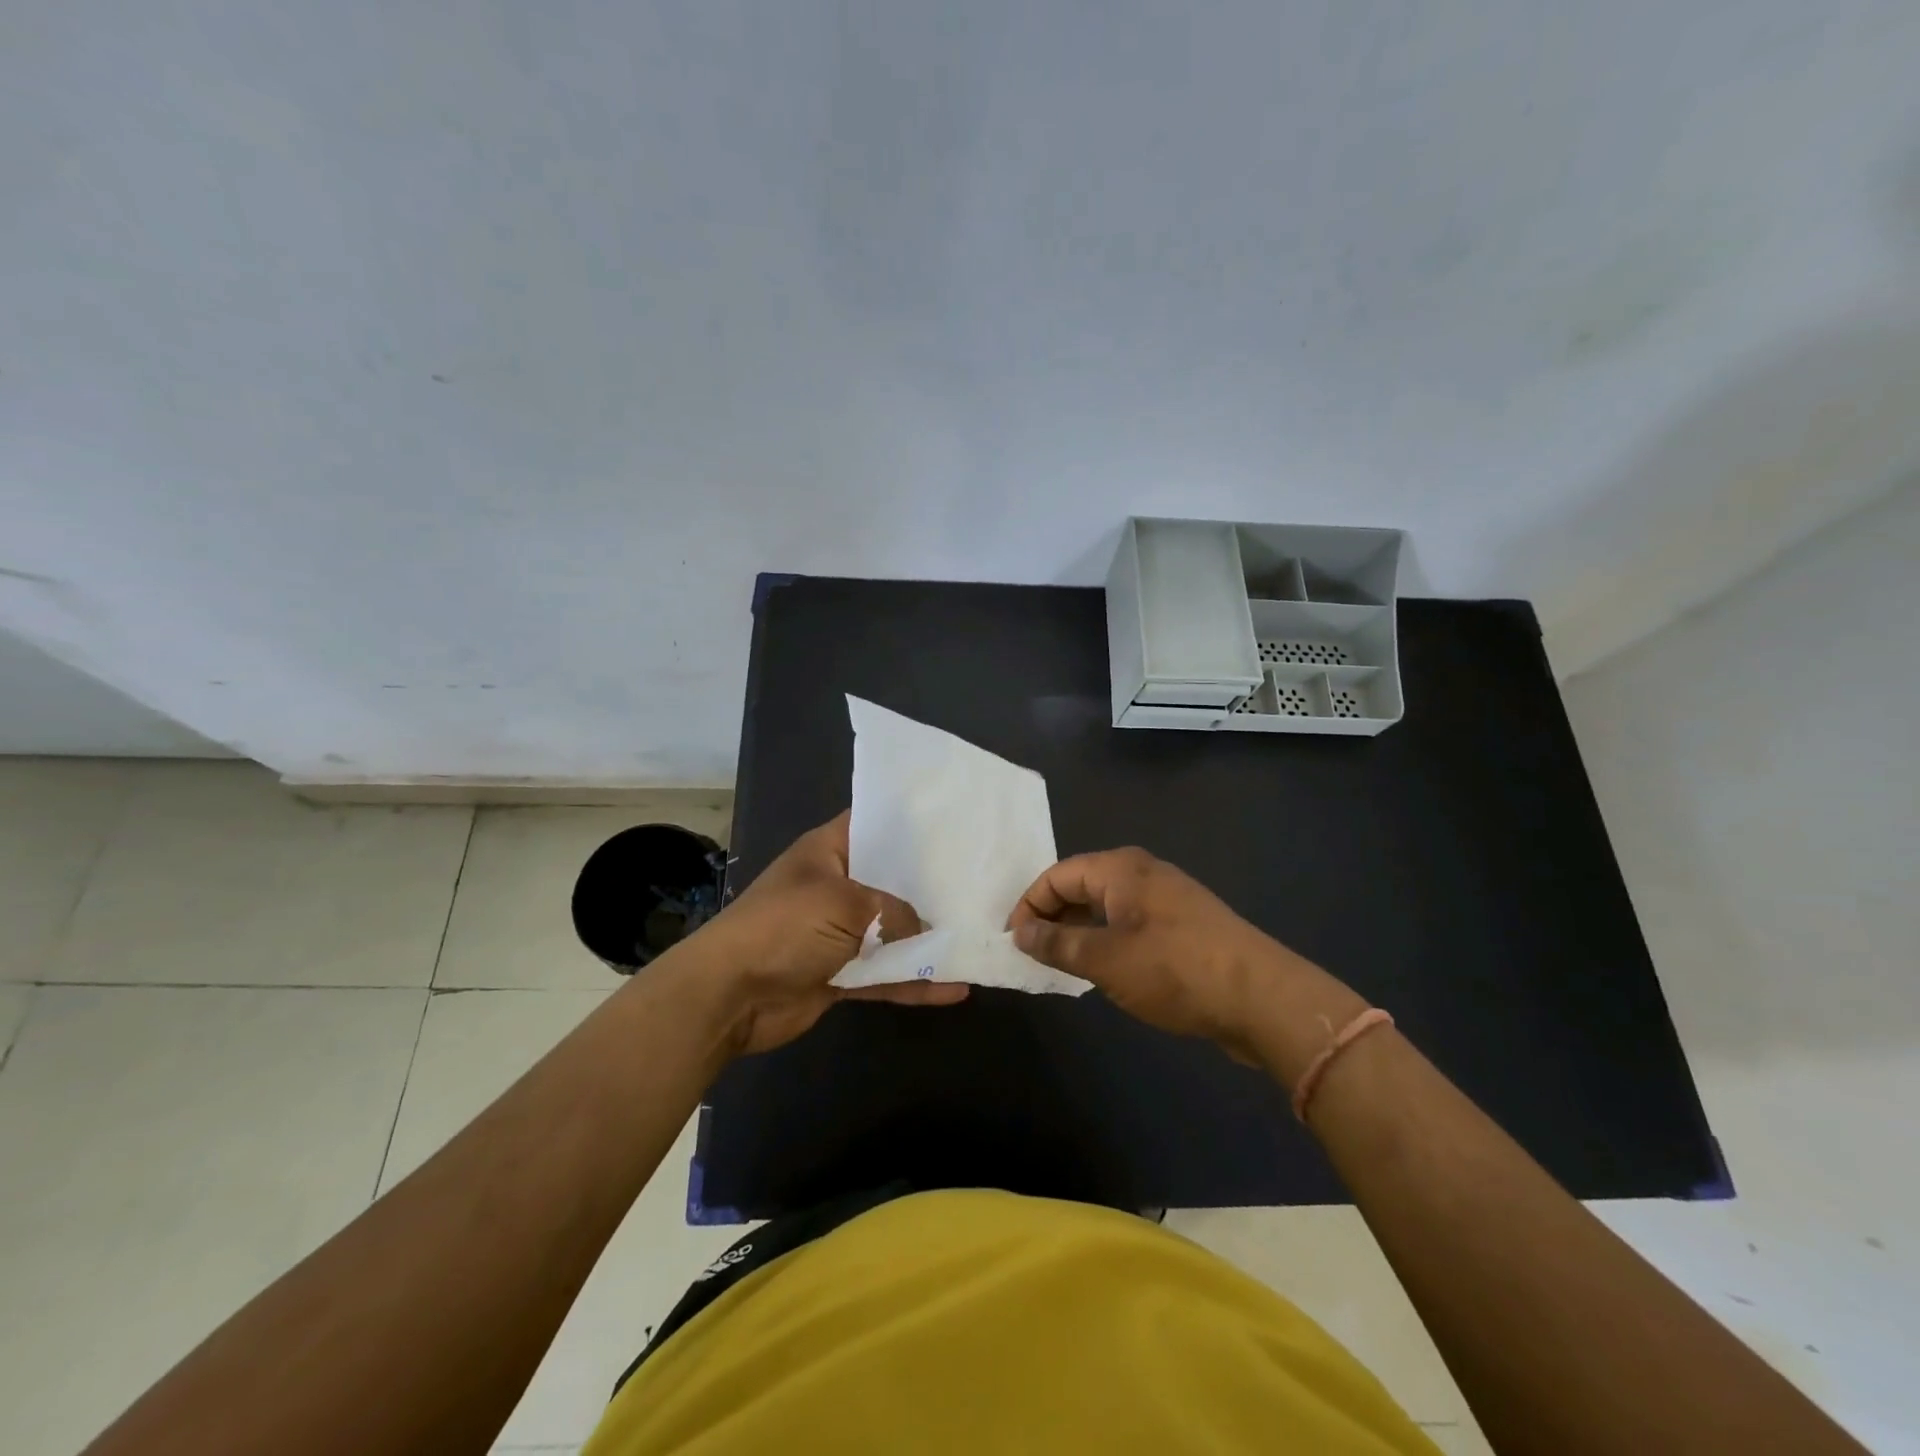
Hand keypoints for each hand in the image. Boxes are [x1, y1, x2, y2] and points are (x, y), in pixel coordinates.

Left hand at [681, 812, 967, 1056]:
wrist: (731, 994)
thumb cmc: (786, 927)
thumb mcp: (845, 904)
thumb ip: (895, 912)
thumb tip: (927, 928)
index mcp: (828, 852)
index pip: (873, 824)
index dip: (910, 823)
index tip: (954, 826)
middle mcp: (836, 887)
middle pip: (890, 881)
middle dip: (929, 885)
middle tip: (980, 883)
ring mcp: (838, 933)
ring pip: (892, 932)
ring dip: (927, 939)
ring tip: (976, 937)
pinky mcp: (840, 974)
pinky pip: (886, 975)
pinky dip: (915, 982)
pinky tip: (955, 989)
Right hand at [1008, 847, 1359, 1069]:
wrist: (1262, 998)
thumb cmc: (1175, 969)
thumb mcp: (1105, 959)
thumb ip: (1057, 942)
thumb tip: (1020, 931)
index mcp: (1120, 868)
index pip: (1057, 875)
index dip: (1029, 905)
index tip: (1012, 941)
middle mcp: (1142, 872)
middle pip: (1081, 885)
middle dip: (1052, 916)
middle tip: (1032, 954)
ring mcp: (1166, 897)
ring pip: (1106, 906)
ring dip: (1079, 931)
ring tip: (1061, 964)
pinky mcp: (1183, 924)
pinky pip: (1129, 923)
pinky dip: (1107, 940)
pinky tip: (1103, 969)